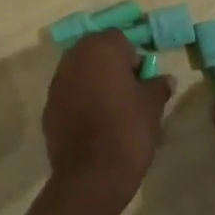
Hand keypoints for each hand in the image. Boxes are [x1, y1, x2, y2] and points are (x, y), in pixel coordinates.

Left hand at [43, 29, 172, 210]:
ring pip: (79, 72)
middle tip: (127, 90)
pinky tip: (93, 123)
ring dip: (93, 82)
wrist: (92, 175)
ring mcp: (57, 83)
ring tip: (110, 107)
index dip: (132, 57)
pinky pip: (68, 94)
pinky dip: (79, 101)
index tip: (141, 79)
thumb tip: (166, 79)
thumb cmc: (127, 130)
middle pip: (95, 52)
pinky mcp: (48, 107)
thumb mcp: (152, 106)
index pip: (119, 39)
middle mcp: (74, 58)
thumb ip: (158, 86)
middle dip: (110, 65)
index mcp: (100, 49)